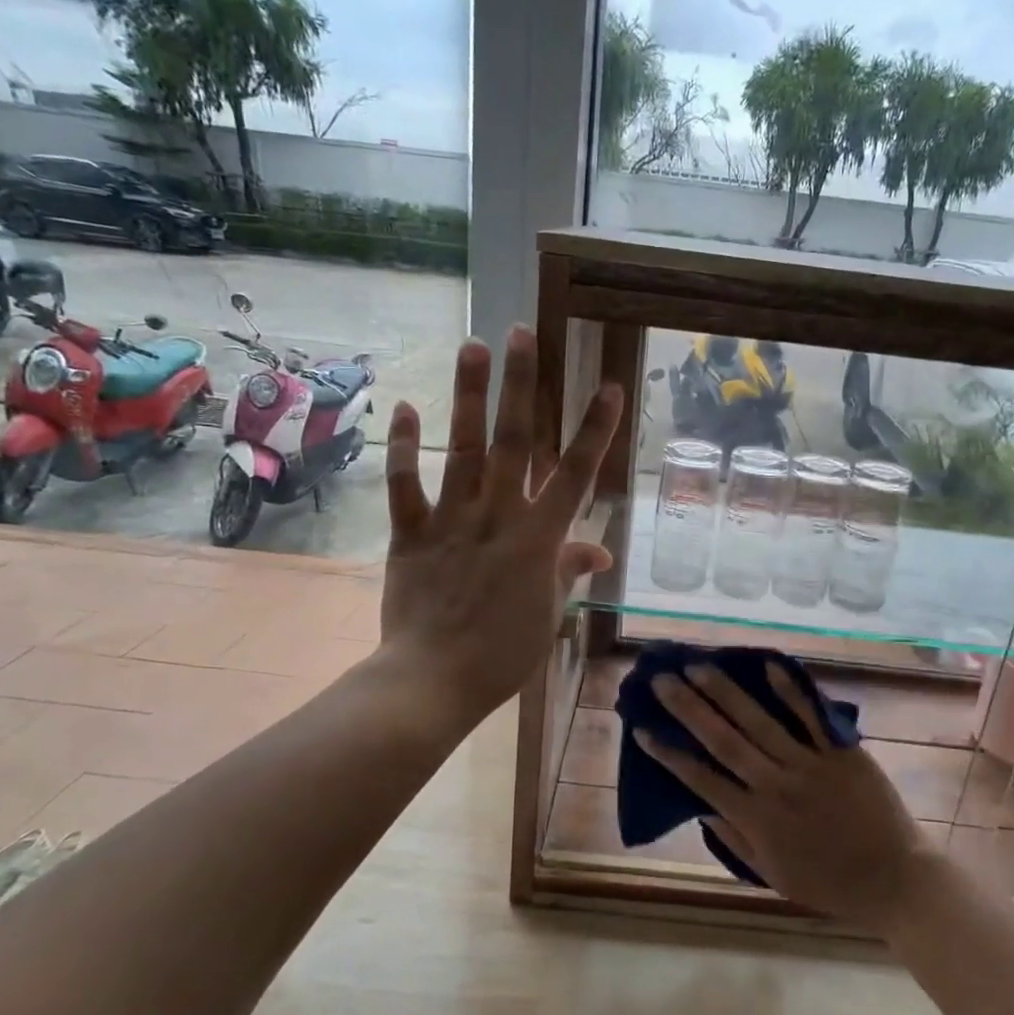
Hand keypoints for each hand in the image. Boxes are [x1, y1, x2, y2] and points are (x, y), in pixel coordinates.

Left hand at [379, 327, 620, 720]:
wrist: (434, 682)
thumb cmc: (503, 655)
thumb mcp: (549, 615)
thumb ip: (569, 572)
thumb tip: (599, 551)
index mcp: (539, 539)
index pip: (575, 474)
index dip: (595, 430)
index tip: (609, 387)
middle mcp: (498, 516)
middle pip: (515, 441)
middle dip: (522, 385)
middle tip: (522, 332)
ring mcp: (452, 521)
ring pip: (463, 448)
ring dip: (468, 395)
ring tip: (472, 345)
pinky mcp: (411, 533)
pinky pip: (406, 485)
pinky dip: (404, 447)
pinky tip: (405, 407)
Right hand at [637, 662, 935, 934]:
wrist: (896, 880)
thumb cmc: (831, 884)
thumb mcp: (774, 875)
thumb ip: (736, 840)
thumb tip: (701, 807)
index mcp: (757, 819)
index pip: (702, 780)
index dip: (670, 754)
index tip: (642, 729)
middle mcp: (776, 785)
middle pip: (724, 740)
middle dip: (689, 708)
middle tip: (662, 679)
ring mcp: (810, 764)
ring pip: (760, 722)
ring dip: (726, 692)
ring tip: (699, 666)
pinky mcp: (841, 751)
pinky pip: (811, 717)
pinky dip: (790, 691)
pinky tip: (768, 666)